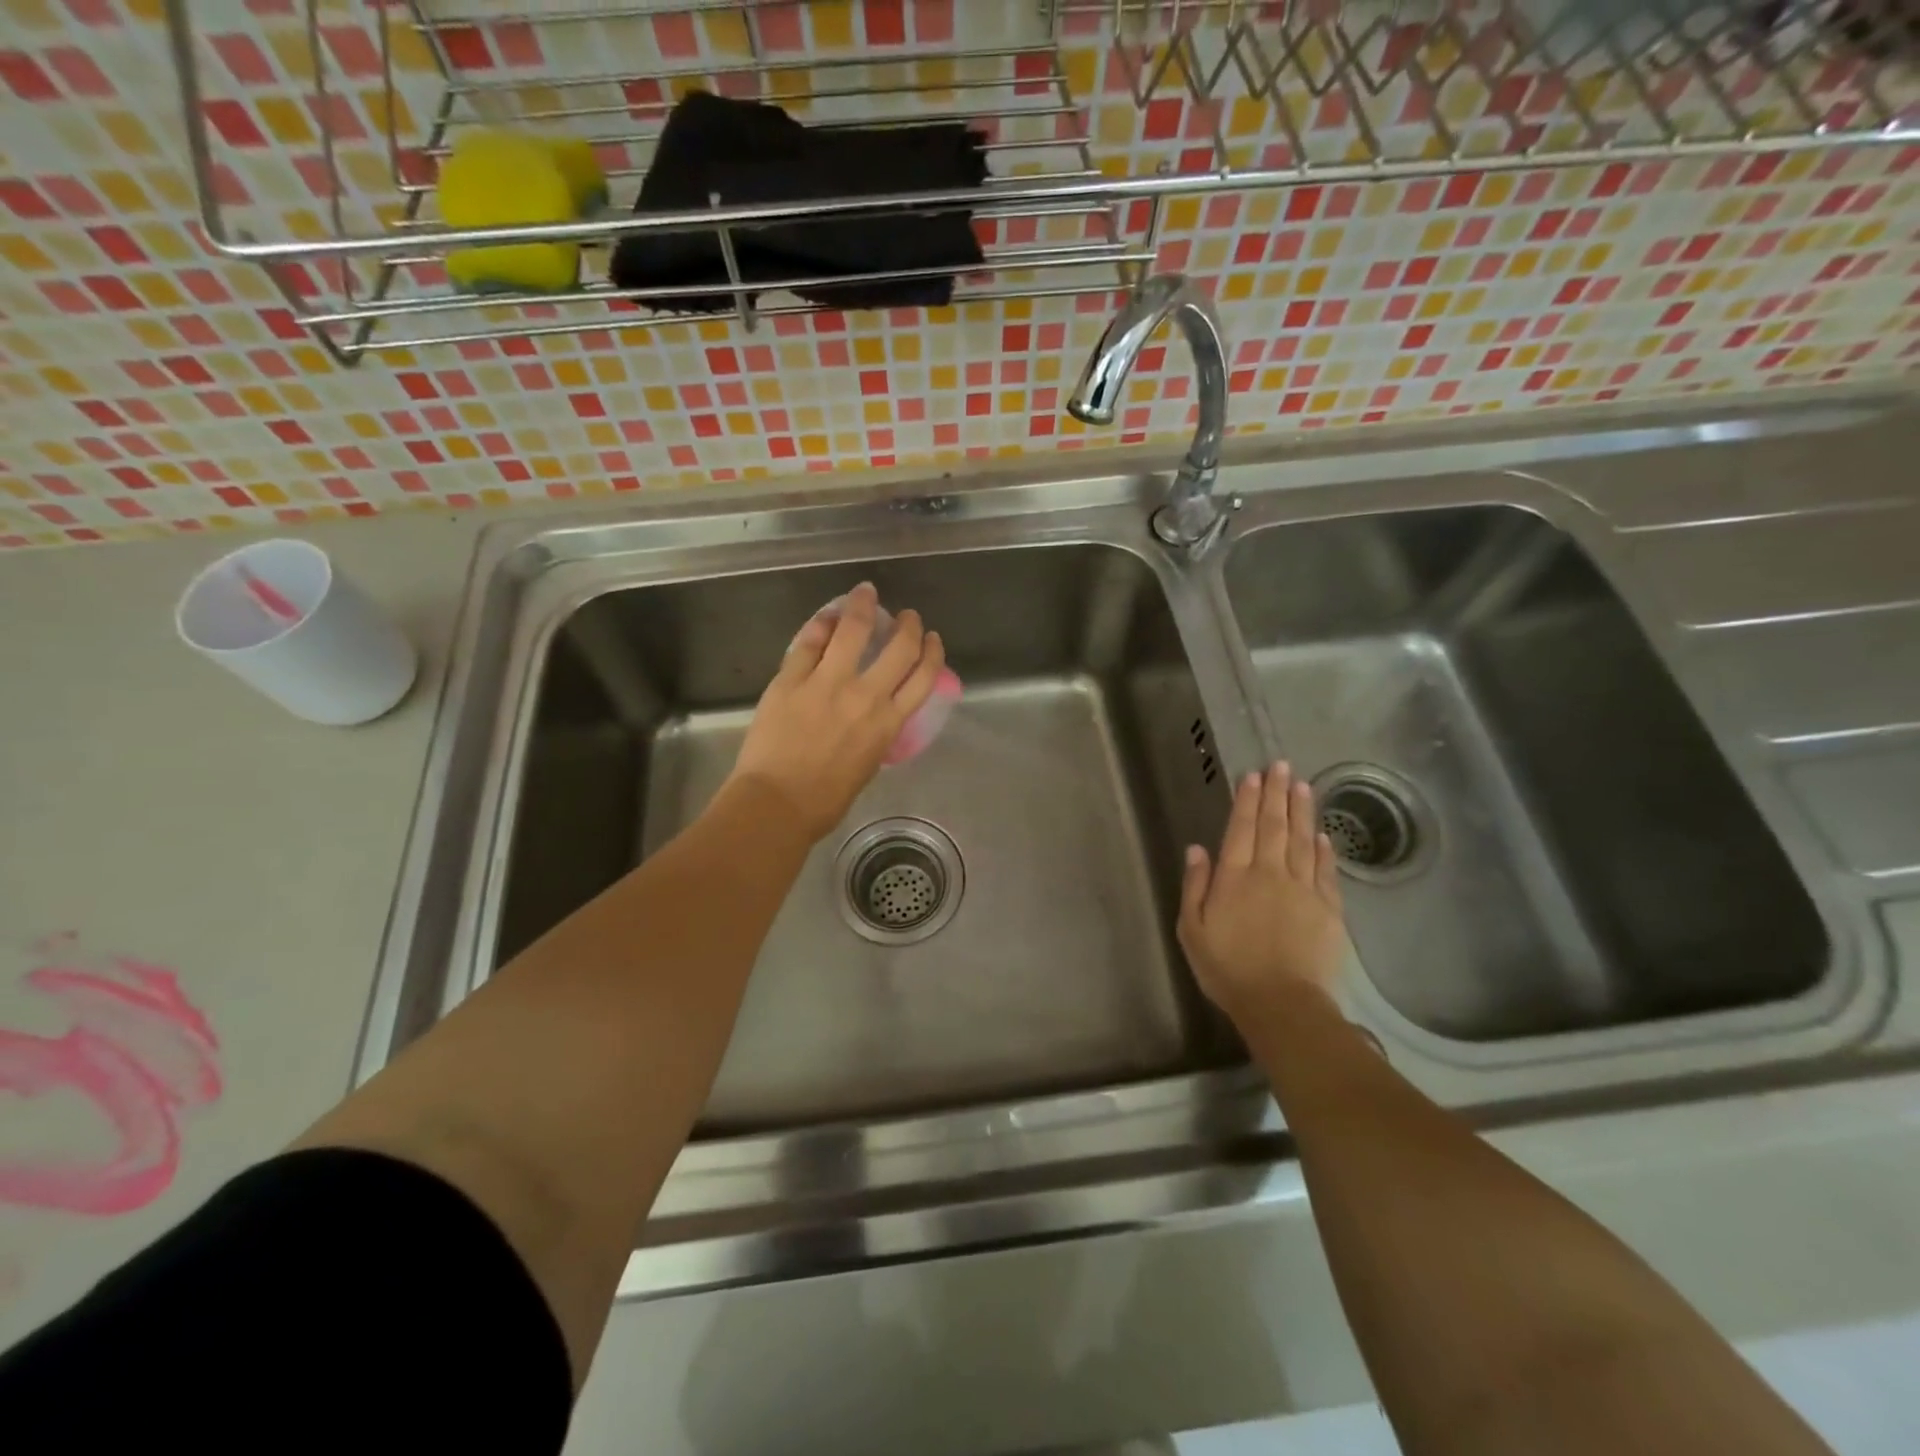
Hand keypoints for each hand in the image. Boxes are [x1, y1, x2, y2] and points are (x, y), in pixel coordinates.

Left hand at [727, 582, 945, 840]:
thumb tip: (873, 714)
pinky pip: (809, 642)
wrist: (778, 803)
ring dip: (863, 606)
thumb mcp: (868, 765)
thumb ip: (876, 732)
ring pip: (852, 630)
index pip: (923, 677)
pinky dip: (820, 625)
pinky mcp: (792, 679)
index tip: (932, 639)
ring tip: (865, 592)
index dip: (932, 652)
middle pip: (899, 647)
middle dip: (908, 625)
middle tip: (907, 615)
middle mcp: (865, 696)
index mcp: (888, 722)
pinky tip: (826, 616)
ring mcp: (827, 683)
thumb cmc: (825, 799)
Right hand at [1179, 762, 1346, 1027]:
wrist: (1281, 1003)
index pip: (1241, 829)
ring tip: (1302, 785)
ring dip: (1301, 811)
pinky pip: (1325, 871)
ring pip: (1301, 841)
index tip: (1253, 775)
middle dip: (1276, 794)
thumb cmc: (1227, 968)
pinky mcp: (1328, 909)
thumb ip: (1195, 886)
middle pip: (1274, 826)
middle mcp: (1269, 873)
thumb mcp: (1192, 930)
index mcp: (1234, 877)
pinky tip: (1322, 834)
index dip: (1247, 800)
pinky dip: (1323, 849)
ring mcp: (1303, 889)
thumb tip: (1198, 849)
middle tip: (1281, 765)